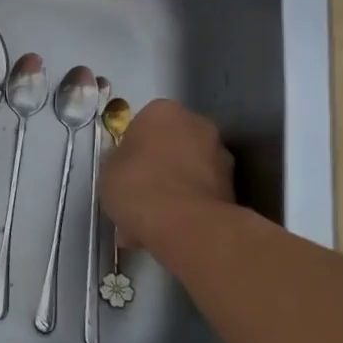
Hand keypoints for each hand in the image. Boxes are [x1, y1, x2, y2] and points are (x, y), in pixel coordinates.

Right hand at [101, 100, 235, 253]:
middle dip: (158, 167)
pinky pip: (201, 193)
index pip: (144, 123)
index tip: (124, 170)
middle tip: (139, 195)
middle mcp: (197, 124)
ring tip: (153, 223)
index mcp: (163, 111)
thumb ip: (119, 161)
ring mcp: (220, 156)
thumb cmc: (138, 186)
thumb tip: (128, 164)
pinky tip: (170, 231)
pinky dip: (189, 207)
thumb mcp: (108, 171)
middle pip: (172, 144)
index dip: (133, 148)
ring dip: (175, 189)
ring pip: (188, 171)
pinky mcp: (234, 187)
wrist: (187, 225)